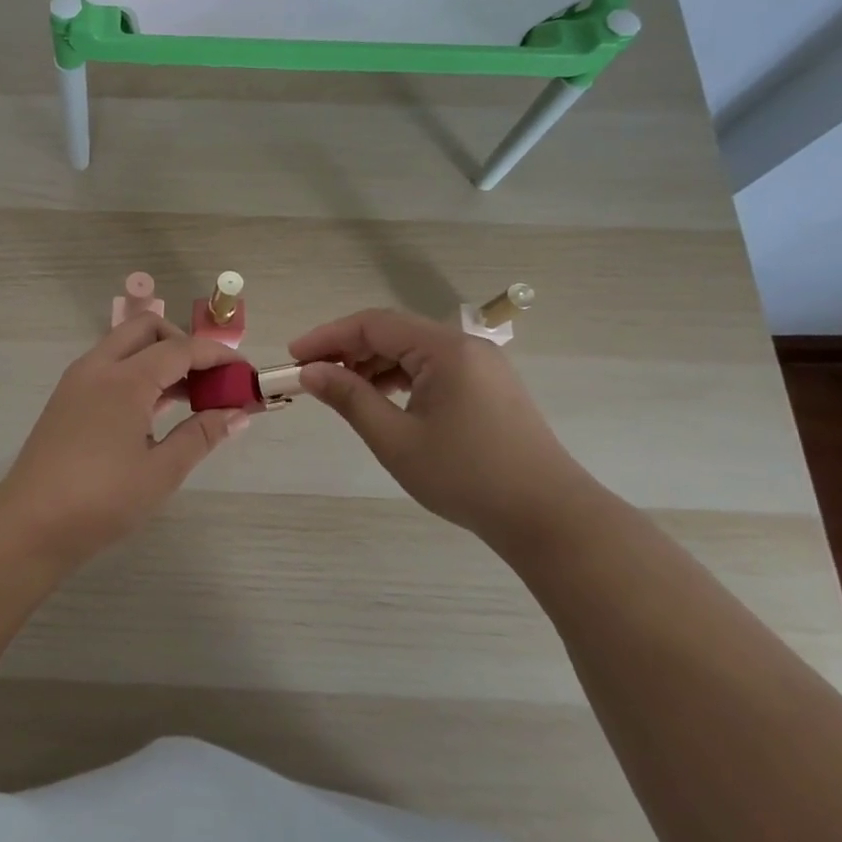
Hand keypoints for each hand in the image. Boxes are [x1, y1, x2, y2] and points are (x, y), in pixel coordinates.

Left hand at [0, 314, 250, 563]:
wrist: (30, 524)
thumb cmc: (101, 500)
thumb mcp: (161, 472)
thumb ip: (201, 435)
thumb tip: (237, 413)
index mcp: (125, 379)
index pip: (181, 348)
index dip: (218, 356)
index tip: (245, 374)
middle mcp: (98, 366)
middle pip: (148, 329)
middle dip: (184, 344)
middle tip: (209, 381)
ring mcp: (77, 380)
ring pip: (125, 345)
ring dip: (159, 358)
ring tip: (190, 399)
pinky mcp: (67, 398)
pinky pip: (109, 367)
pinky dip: (137, 373)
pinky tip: (155, 411)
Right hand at [289, 307, 600, 544]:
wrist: (548, 517)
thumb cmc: (466, 476)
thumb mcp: (396, 439)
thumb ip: (349, 398)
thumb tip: (311, 371)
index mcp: (445, 349)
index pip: (373, 324)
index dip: (327, 336)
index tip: (293, 356)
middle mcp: (465, 346)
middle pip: (393, 333)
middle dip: (348, 350)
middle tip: (311, 376)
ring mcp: (482, 366)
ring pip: (413, 351)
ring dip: (373, 365)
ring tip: (341, 391)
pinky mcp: (489, 387)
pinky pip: (433, 368)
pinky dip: (400, 378)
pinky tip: (382, 400)